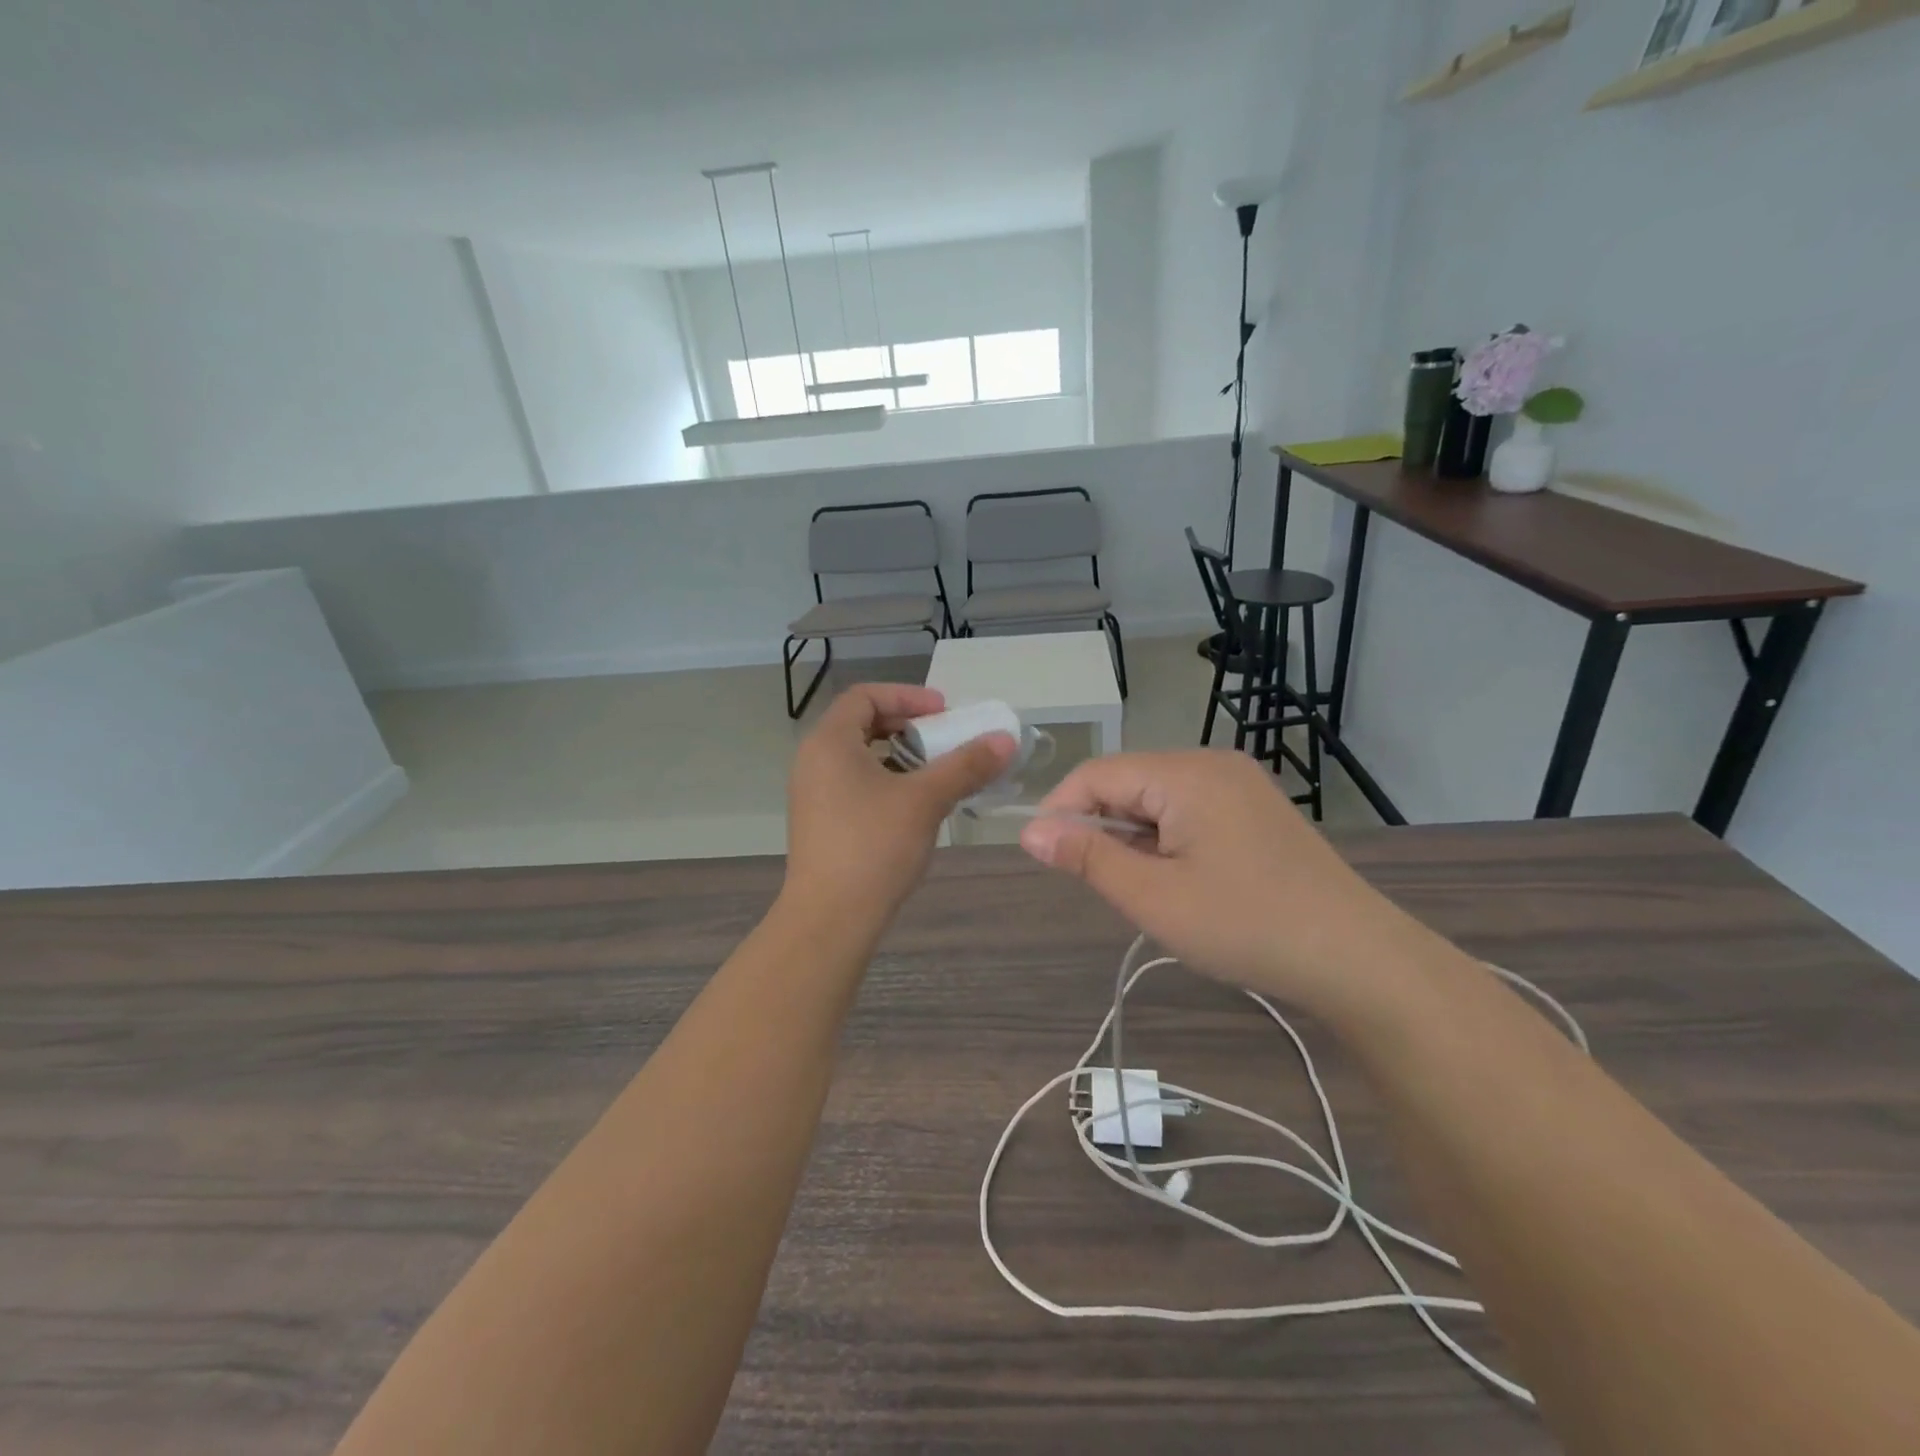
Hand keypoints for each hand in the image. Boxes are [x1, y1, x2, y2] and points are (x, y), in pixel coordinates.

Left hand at [784, 684, 1015, 923]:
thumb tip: (1005, 739)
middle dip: (908, 726)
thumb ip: (965, 765)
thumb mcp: (925, 800)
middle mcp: (814, 760)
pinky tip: (916, 805)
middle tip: (944, 739)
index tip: (944, 712)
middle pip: (862, 724)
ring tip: (936, 772)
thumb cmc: (874, 847)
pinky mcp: (821, 821)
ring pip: (861, 757)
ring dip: (901, 756)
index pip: (865, 696)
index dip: (907, 696)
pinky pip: (856, 784)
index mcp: (829, 742)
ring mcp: (813, 793)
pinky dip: (888, 781)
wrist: (830, 919)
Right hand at [1018, 750, 1428, 1015]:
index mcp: (1185, 773)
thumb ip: (1087, 857)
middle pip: (1128, 781)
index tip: (1043, 857)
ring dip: (1133, 836)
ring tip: (1142, 889)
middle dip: (1100, 827)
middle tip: (1098, 884)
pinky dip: (1166, 839)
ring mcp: (1238, 785)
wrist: (1356, 957)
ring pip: (1157, 798)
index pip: (1097, 774)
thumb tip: (1031, 831)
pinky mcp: (1254, 809)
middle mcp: (1211, 764)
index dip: (1061, 811)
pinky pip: (1188, 810)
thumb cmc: (1245, 925)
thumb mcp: (1153, 897)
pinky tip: (1176, 879)